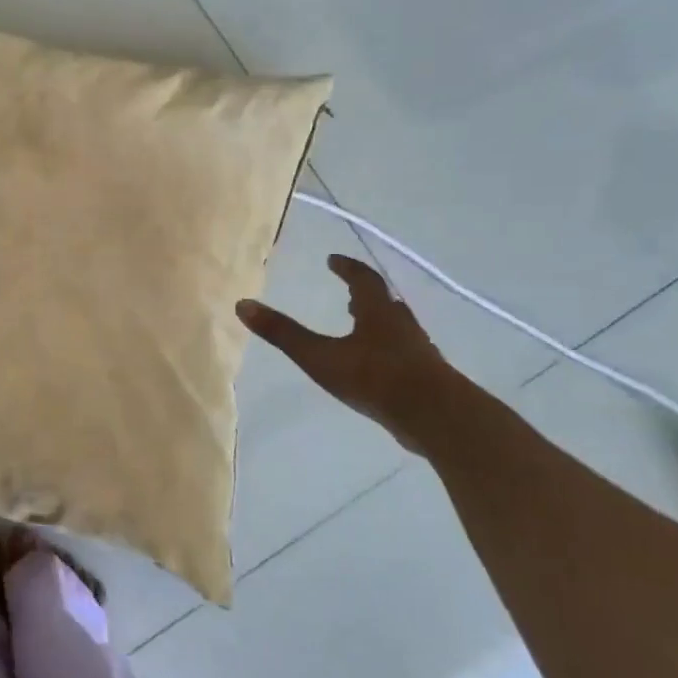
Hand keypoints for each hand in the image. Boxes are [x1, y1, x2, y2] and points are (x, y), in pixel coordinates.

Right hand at [238, 255, 452, 453]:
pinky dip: (388, 349)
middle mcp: (401, 325)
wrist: (435, 416)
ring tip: (362, 326)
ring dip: (378, 321)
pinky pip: (404, 352)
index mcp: (377, 313)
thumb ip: (283, 333)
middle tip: (350, 293)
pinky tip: (378, 366)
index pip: (364, 280)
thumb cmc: (375, 378)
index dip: (347, 268)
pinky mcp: (426, 376)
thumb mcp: (320, 356)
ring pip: (396, 327)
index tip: (333, 260)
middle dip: (365, 295)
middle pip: (384, 302)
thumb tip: (242, 305)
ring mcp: (418, 351)